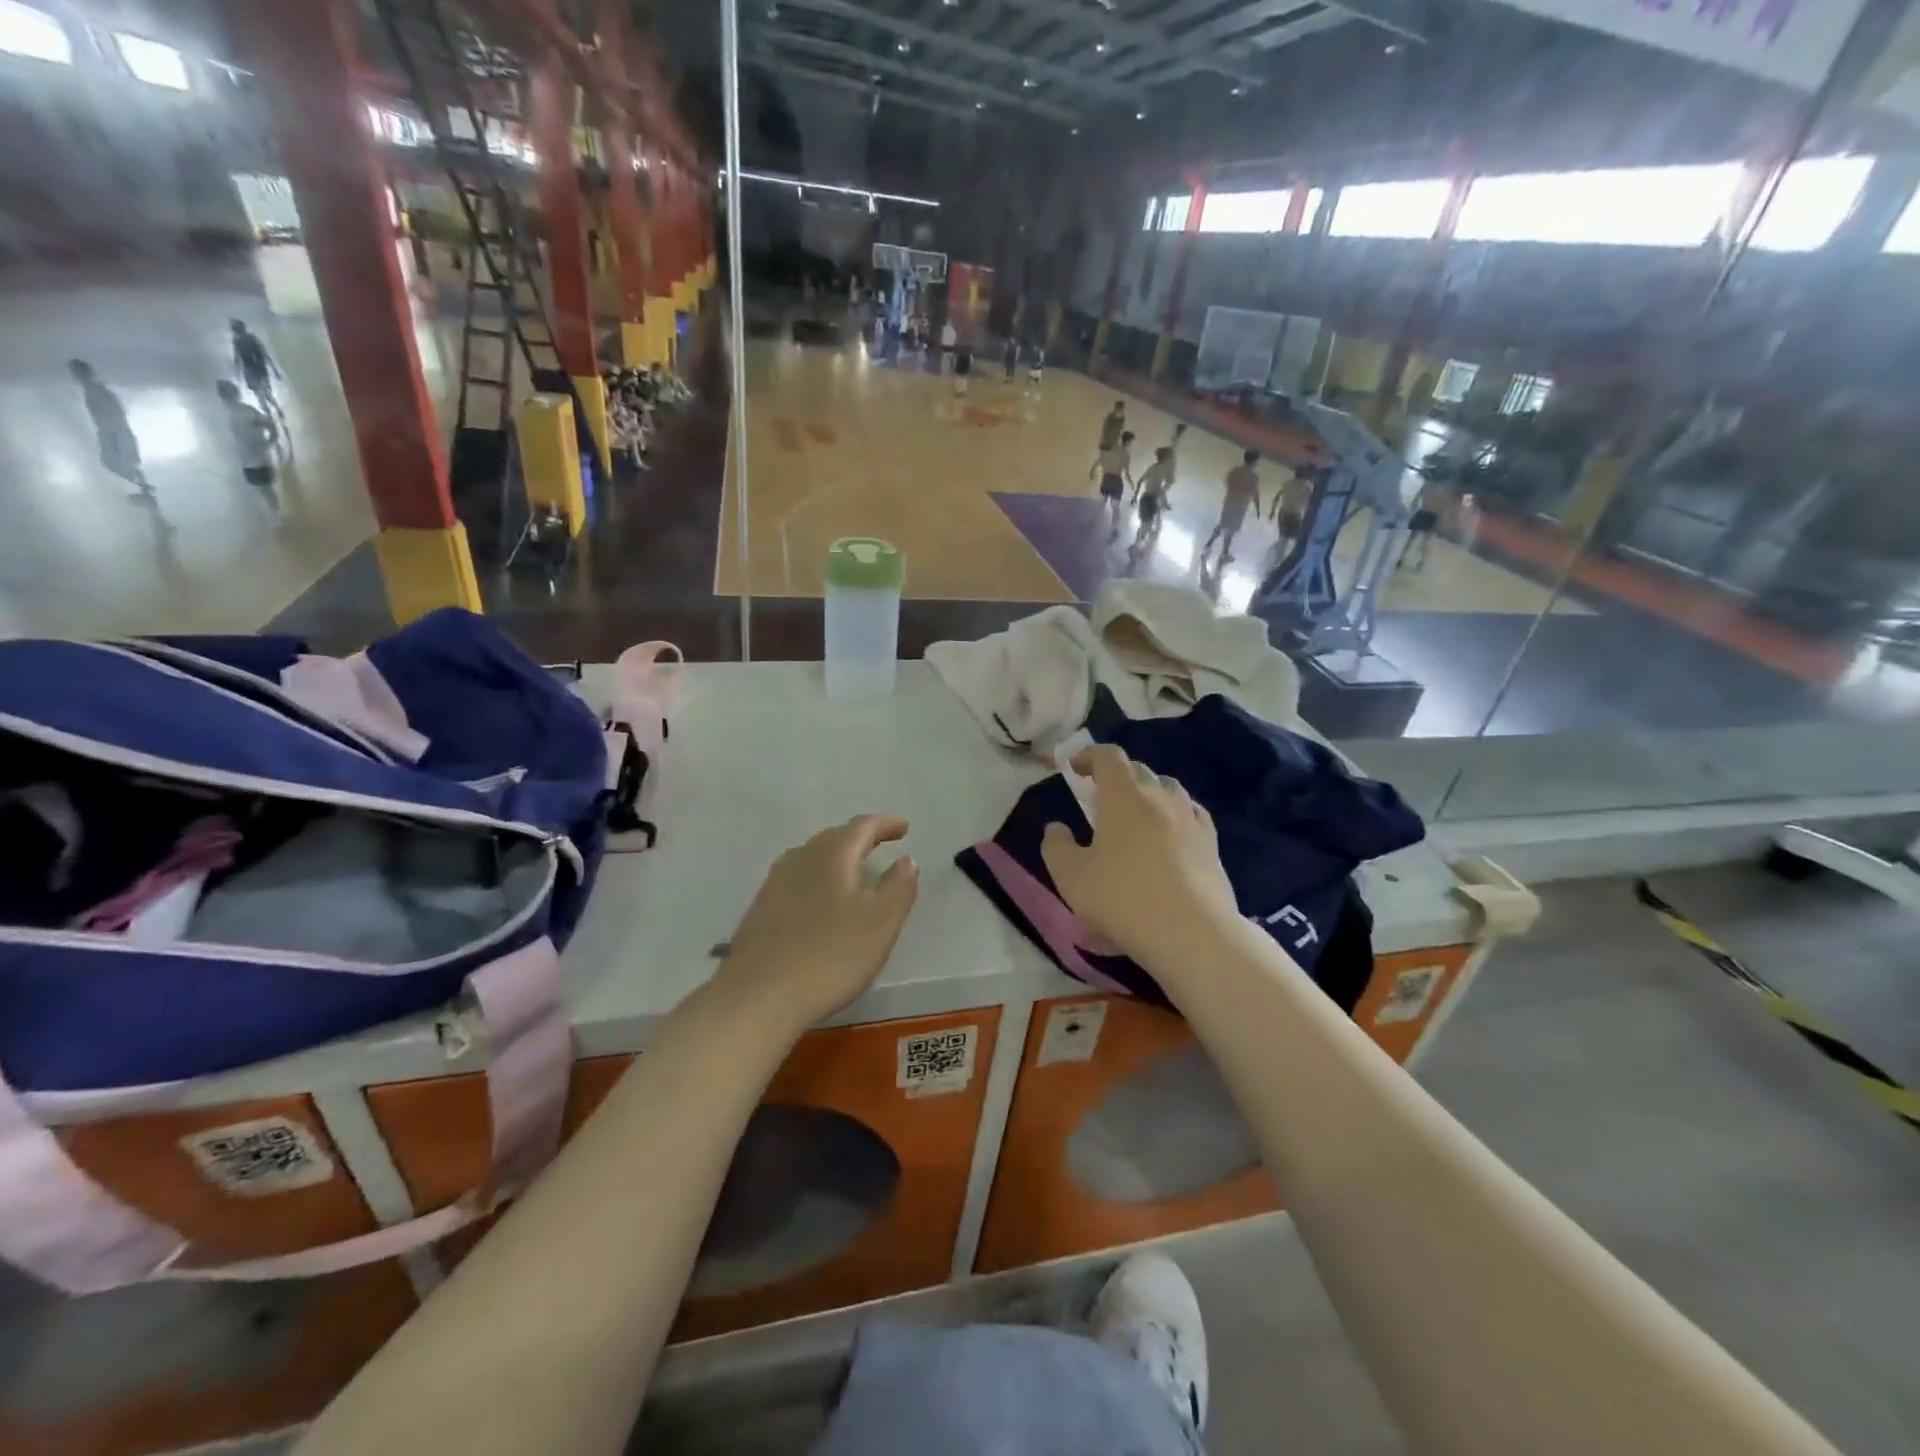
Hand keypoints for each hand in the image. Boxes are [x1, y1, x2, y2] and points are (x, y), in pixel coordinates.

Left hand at [715, 815, 919, 1030]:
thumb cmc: (830, 956)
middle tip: (881, 844)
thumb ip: (899, 887)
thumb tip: (906, 860)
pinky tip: (820, 900)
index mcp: (832, 855)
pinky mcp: (761, 910)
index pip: (862, 827)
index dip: (885, 824)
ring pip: (812, 858)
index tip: (904, 827)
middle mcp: (800, 859)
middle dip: (860, 838)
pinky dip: (817, 879)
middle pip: (834, 838)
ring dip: (836, 858)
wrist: (758, 998)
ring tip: (854, 870)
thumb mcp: (881, 923)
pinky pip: (797, 880)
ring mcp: (775, 884)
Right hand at [1041, 746, 1237, 965]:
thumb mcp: (1071, 876)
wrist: (1191, 934)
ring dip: (1148, 793)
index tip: (1075, 767)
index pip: (1108, 757)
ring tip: (1135, 815)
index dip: (1089, 755)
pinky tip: (1170, 836)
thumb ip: (1056, 847)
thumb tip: (1056, 828)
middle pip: (1139, 770)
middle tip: (1100, 797)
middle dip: (1117, 776)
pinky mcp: (1212, 845)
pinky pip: (1191, 815)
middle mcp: (1160, 797)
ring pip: (1169, 790)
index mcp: (1124, 796)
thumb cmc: (1122, 899)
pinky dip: (1174, 816)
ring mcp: (1191, 819)